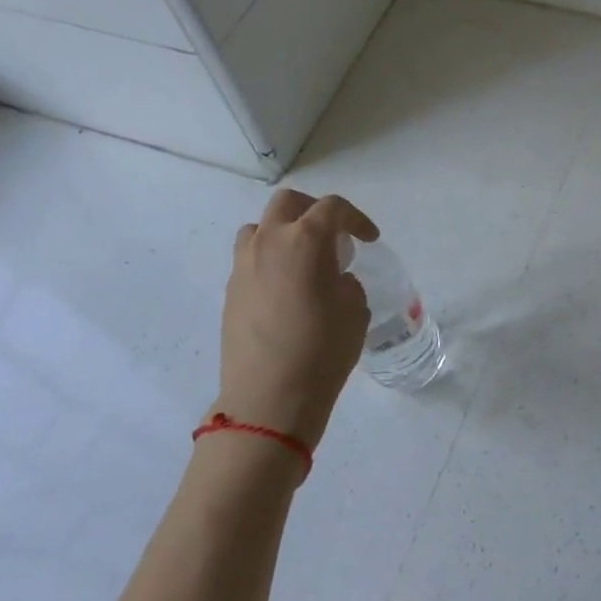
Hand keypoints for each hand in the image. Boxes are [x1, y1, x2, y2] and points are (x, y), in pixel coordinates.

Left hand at [213, 189, 378, 446]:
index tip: (369, 240)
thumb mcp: (355, 310)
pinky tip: (286, 290)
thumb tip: (332, 279)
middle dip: (314, 211)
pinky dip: (270, 260)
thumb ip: (346, 282)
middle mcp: (269, 242)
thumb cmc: (323, 349)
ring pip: (260, 228)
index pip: (332, 208)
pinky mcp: (230, 291)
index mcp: (305, 240)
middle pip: (288, 203)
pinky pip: (250, 258)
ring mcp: (243, 266)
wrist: (269, 397)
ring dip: (284, 232)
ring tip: (304, 260)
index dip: (356, 218)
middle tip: (334, 236)